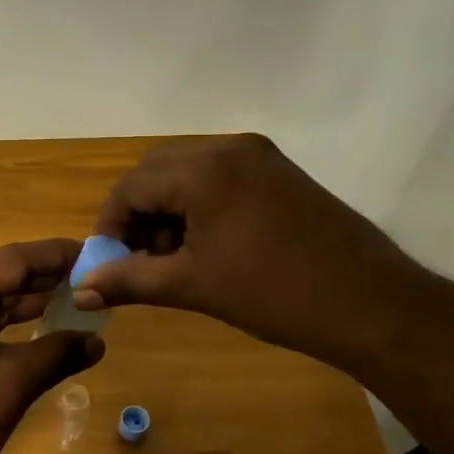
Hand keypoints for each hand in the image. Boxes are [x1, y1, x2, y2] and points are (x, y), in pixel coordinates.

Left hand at [0, 240, 105, 453]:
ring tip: (77, 296)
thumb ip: (58, 352)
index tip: (94, 252)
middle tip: (93, 275)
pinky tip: (43, 323)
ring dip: (29, 298)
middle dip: (46, 275)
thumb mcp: (15, 381)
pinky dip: (10, 320)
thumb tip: (97, 341)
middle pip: (0, 274)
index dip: (55, 254)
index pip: (12, 259)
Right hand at [72, 135, 431, 369]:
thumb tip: (82, 290)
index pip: (132, 186)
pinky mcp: (280, 174)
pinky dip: (198, 207)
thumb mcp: (193, 286)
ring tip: (169, 260)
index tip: (106, 263)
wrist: (371, 305)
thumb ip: (130, 280)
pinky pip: (219, 179)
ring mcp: (260, 157)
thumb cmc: (273, 294)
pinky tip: (203, 247)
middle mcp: (230, 148)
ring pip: (188, 174)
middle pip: (158, 172)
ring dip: (167, 211)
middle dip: (137, 215)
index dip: (110, 225)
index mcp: (205, 168)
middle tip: (134, 260)